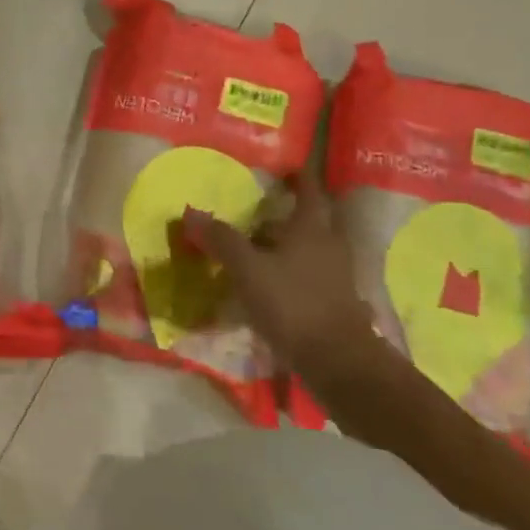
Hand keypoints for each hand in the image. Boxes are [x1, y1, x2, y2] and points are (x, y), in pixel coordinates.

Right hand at [182, 171, 371, 374]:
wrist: (338, 362)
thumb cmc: (293, 304)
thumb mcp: (248, 270)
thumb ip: (221, 240)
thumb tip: (191, 213)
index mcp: (312, 229)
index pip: (309, 191)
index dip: (300, 177)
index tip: (288, 167)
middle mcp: (329, 246)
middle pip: (312, 220)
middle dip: (290, 212)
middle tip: (263, 208)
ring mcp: (336, 276)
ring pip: (311, 249)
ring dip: (289, 243)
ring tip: (259, 245)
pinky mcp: (335, 302)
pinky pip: (310, 275)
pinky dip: (292, 271)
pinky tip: (270, 282)